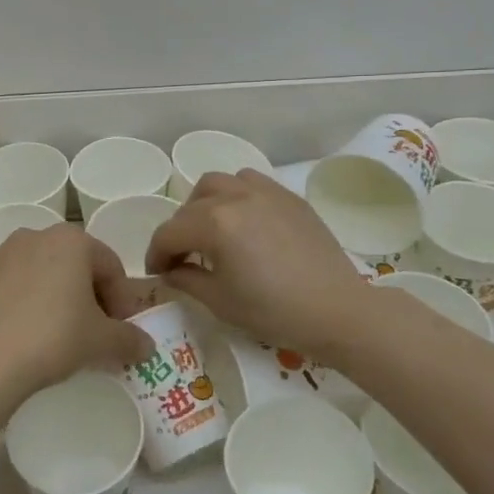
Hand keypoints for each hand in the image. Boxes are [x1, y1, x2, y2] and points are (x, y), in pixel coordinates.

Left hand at [0, 225, 151, 400]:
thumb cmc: (54, 337)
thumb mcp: (102, 342)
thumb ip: (130, 339)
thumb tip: (146, 345)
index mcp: (70, 241)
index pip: (110, 266)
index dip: (121, 299)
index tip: (120, 330)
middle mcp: (32, 237)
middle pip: (71, 265)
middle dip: (85, 295)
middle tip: (90, 333)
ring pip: (35, 274)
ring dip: (49, 298)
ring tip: (51, 336)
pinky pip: (4, 290)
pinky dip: (15, 306)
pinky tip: (17, 337)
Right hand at [146, 169, 373, 356]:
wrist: (336, 310)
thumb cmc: (273, 311)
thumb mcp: (220, 301)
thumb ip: (186, 280)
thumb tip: (171, 271)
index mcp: (214, 223)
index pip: (169, 233)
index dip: (156, 254)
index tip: (158, 273)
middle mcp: (235, 197)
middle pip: (191, 206)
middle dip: (179, 231)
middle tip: (183, 257)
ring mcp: (265, 192)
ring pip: (219, 183)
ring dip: (205, 204)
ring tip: (212, 230)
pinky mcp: (288, 197)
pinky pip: (251, 182)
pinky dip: (236, 195)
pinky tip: (244, 221)